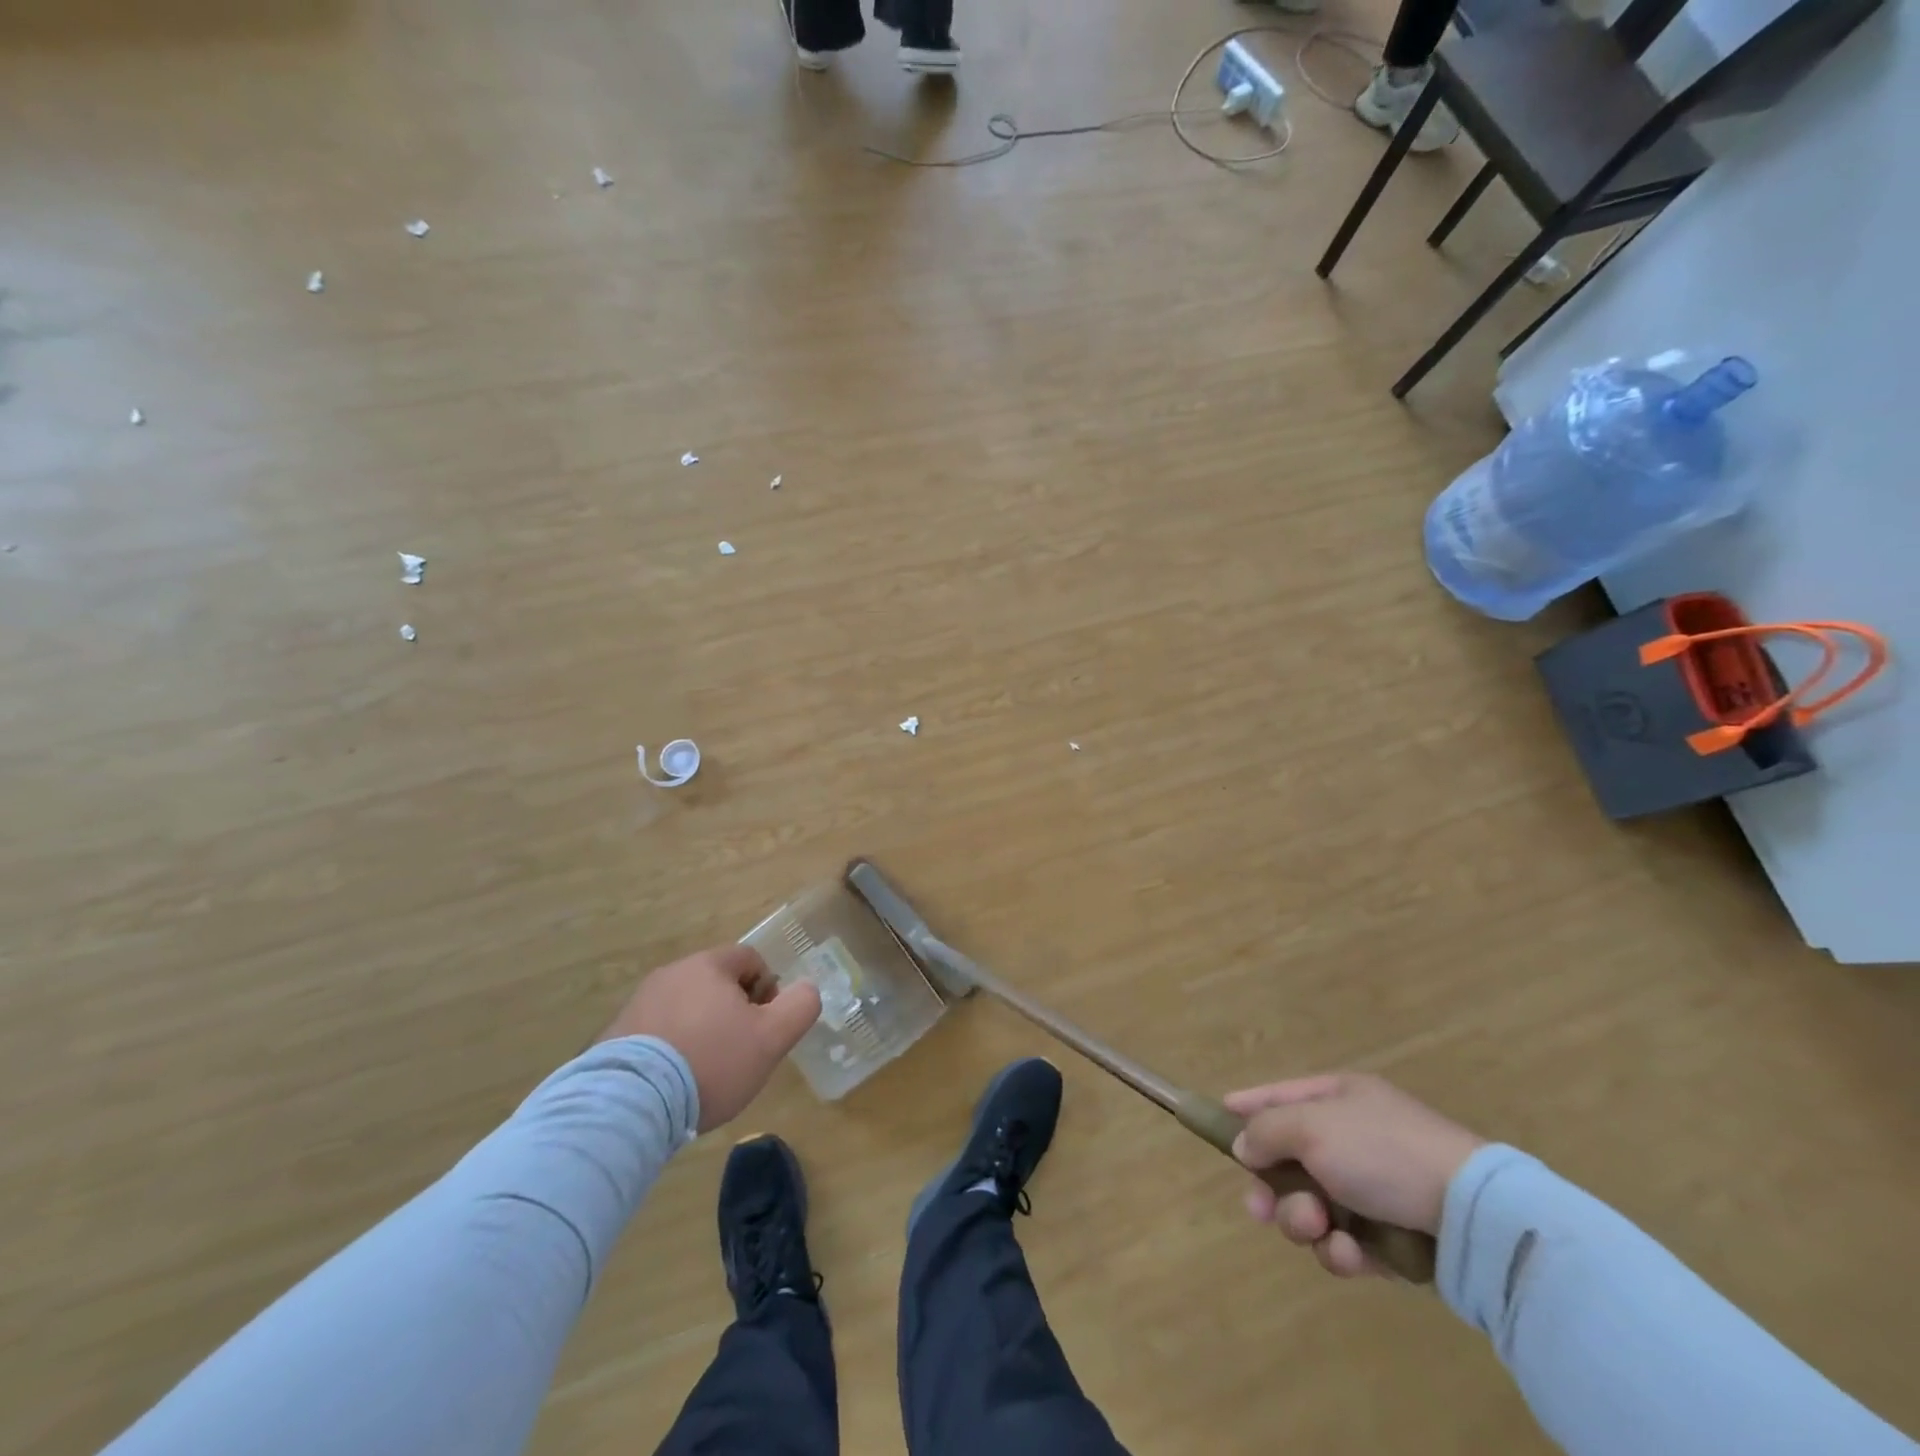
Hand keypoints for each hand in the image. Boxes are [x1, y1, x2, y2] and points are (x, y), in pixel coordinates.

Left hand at [599, 945, 821, 1131]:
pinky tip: (674, 1084)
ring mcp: (638, 1004)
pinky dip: (671, 1049)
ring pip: (685, 1007)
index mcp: (708, 966)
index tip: (765, 1025)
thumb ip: (800, 1006)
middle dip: (733, 1011)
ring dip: (701, 1029)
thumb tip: (807, 989)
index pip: (749, 959)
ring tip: (705, 1072)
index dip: (767, 988)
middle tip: (740, 1050)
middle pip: (715, 983)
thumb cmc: (711, 1062)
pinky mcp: (613, 1036)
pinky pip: (656, 1033)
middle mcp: (671, 974)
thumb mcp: (771, 1037)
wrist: (629, 1104)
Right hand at [1224, 1073, 1483, 1277]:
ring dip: (1303, 1220)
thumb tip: (1244, 1144)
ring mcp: (1374, 1189)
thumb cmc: (1381, 1151)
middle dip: (1272, 1187)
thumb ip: (1266, 1130)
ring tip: (1316, 1227)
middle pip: (1290, 1161)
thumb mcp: (1311, 1126)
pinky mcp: (1392, 1237)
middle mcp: (1354, 1139)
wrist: (1471, 1215)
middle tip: (1259, 1208)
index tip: (1218, 1115)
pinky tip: (1349, 1253)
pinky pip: (1346, 1243)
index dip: (1249, 1104)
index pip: (1281, 1094)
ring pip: (1312, 1206)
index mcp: (1339, 1098)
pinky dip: (1341, 1250)